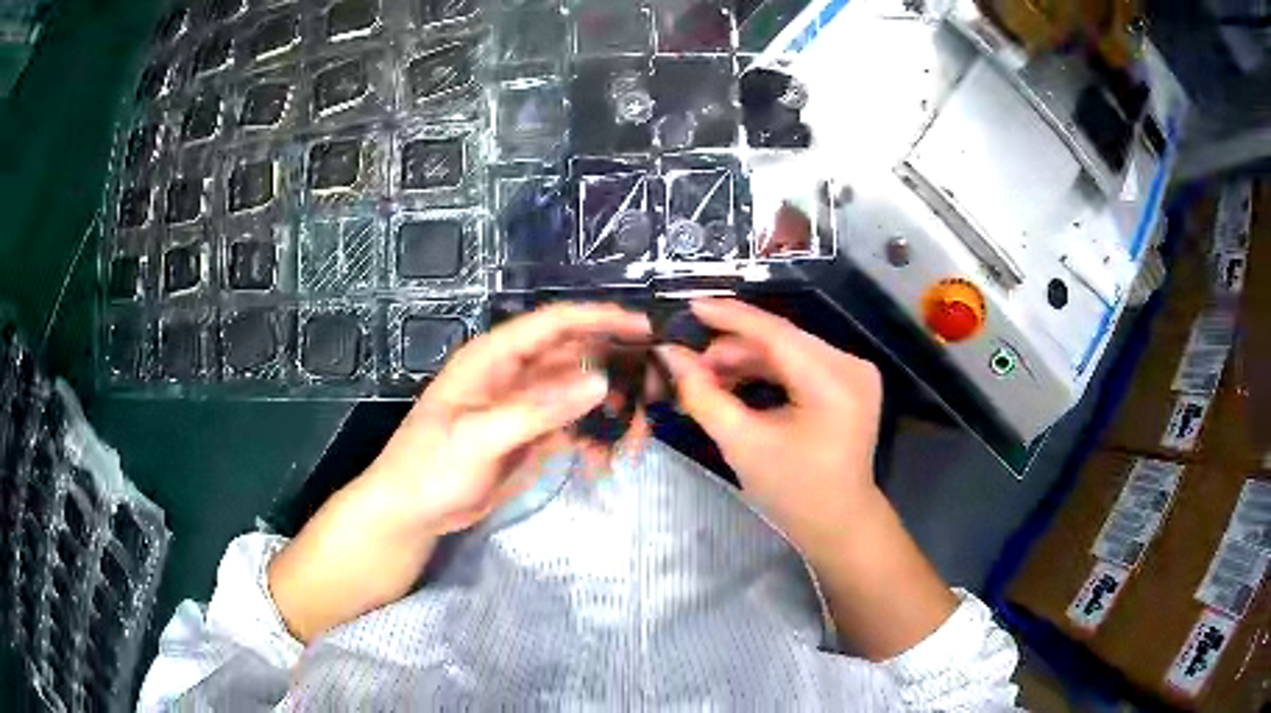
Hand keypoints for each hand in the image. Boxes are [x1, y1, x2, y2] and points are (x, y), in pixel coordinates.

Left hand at [269, 303, 650, 641]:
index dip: (600, 320)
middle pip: (577, 358)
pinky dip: (594, 441)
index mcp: (495, 358)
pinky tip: (603, 464)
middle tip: (654, 398)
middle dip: (617, 374)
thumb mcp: (478, 437)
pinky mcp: (533, 436)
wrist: (413, 511)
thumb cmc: (430, 466)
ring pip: (582, 396)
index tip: (644, 331)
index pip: (554, 324)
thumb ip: (536, 410)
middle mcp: (515, 374)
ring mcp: (526, 406)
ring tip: (631, 444)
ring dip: (610, 415)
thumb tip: (599, 383)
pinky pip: (574, 428)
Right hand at [658, 299, 955, 659]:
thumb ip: (703, 395)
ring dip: (746, 359)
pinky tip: (735, 382)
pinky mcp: (848, 381)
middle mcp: (851, 366)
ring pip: (788, 349)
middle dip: (732, 347)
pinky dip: (766, 370)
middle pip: (782, 340)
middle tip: (690, 363)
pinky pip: (799, 363)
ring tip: (707, 377)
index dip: (730, 318)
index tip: (689, 306)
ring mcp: (854, 371)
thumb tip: (669, 355)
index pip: (776, 334)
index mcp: (834, 383)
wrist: (838, 523)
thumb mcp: (742, 445)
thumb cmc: (793, 492)